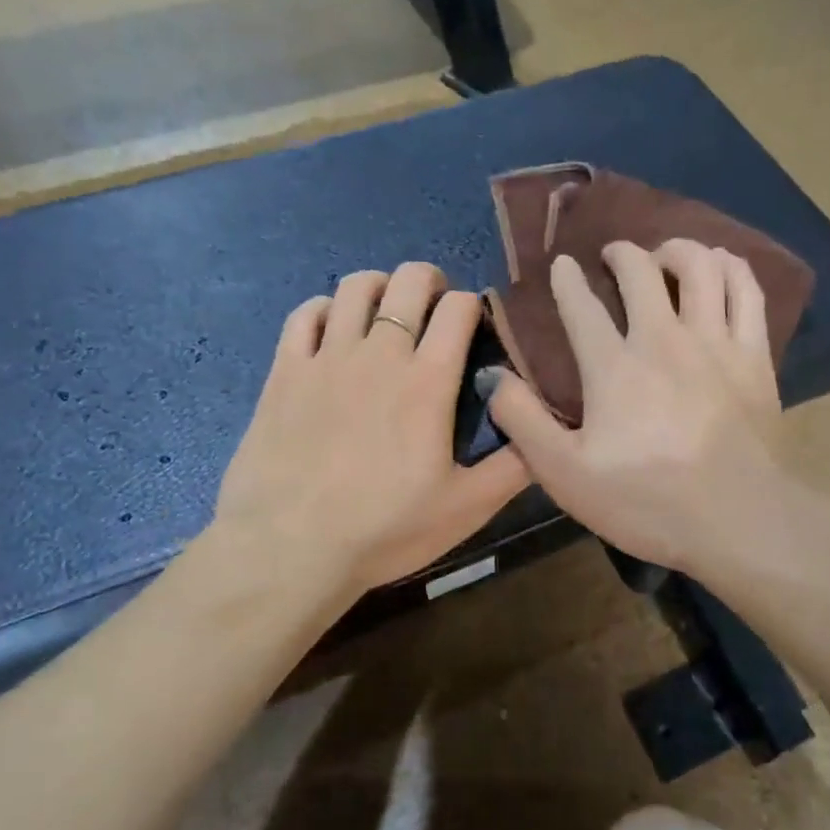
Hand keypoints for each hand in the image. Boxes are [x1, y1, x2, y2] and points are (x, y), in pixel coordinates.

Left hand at [214, 263, 529, 594]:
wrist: (291, 547)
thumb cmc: (385, 529)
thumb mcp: (466, 508)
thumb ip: (514, 467)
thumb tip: (545, 435)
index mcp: (428, 381)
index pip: (460, 309)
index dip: (475, 305)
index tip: (477, 327)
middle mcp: (380, 353)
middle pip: (409, 281)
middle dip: (431, 281)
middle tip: (435, 308)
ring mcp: (327, 357)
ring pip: (355, 287)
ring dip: (380, 287)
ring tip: (386, 311)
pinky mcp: (284, 371)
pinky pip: (304, 314)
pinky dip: (325, 309)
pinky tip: (333, 328)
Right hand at [482, 240, 787, 575]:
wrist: (737, 523)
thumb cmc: (646, 503)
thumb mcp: (565, 474)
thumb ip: (523, 422)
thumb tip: (492, 376)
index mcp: (614, 367)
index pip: (582, 306)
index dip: (567, 280)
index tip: (561, 265)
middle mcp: (664, 339)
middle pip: (642, 271)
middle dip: (621, 253)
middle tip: (613, 256)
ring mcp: (715, 343)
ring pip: (701, 267)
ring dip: (678, 250)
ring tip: (667, 256)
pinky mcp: (755, 357)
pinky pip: (747, 291)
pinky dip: (730, 268)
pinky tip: (720, 269)